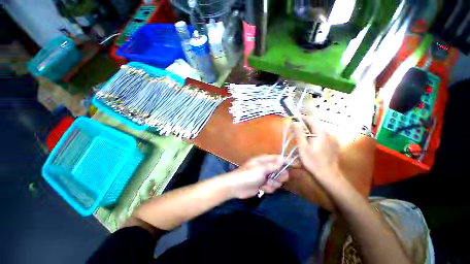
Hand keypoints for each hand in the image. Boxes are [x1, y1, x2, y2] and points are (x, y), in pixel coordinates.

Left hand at [224, 155, 288, 198]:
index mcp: (265, 160)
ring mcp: (265, 177)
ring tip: (265, 184)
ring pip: (277, 181)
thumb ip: (273, 165)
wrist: (237, 186)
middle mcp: (267, 167)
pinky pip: (272, 187)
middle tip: (274, 178)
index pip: (279, 159)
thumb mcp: (261, 169)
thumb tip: (282, 158)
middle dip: (279, 177)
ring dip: (273, 184)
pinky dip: (268, 189)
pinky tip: (262, 189)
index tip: (296, 166)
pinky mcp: (263, 185)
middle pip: (280, 171)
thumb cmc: (248, 174)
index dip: (287, 162)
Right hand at [291, 117, 341, 181]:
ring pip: (319, 130)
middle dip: (305, 125)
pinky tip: (312, 144)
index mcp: (321, 132)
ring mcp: (333, 138)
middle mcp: (329, 132)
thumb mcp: (302, 147)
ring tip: (303, 138)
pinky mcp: (334, 144)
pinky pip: (323, 136)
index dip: (301, 119)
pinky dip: (316, 136)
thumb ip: (298, 133)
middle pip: (315, 124)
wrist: (328, 174)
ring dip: (310, 131)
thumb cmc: (312, 161)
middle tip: (296, 131)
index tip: (293, 120)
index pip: (311, 119)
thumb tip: (294, 122)